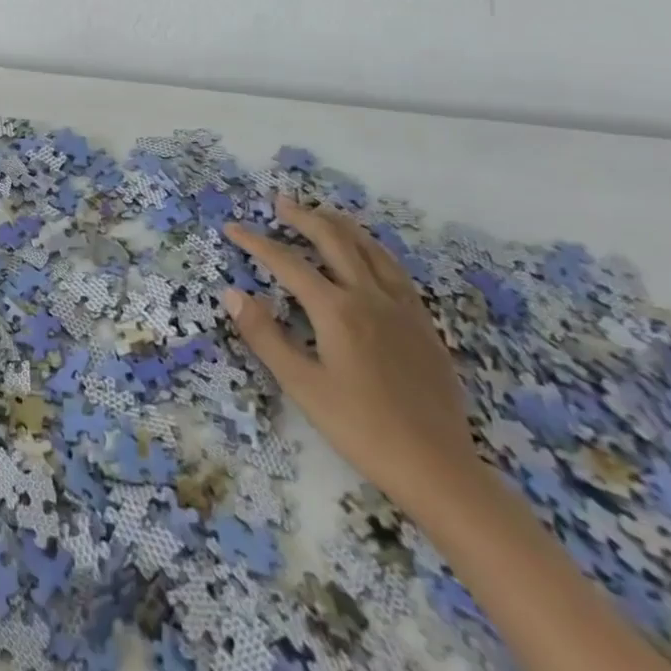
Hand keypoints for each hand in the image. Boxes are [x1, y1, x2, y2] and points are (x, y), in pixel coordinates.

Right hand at [222, 193, 478, 513]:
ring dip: (341, 226)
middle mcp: (369, 296)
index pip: (287, 263)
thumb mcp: (302, 386)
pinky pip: (396, 271)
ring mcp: (401, 308)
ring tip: (323, 213)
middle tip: (280, 203)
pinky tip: (370, 255)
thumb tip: (231, 293)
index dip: (256, 243)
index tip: (233, 229)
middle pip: (333, 240)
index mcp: (336, 309)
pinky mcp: (423, 325)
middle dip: (303, 218)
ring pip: (370, 249)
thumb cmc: (361, 428)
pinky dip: (374, 250)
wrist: (438, 468)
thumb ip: (265, 335)